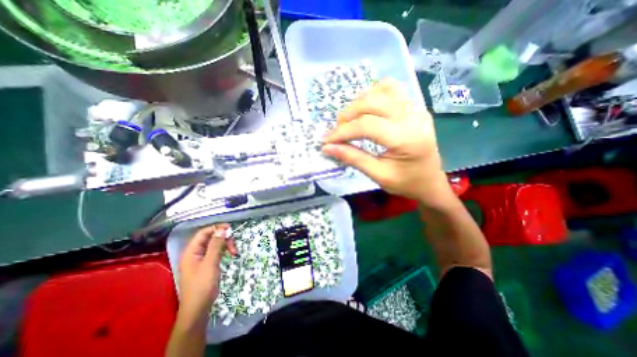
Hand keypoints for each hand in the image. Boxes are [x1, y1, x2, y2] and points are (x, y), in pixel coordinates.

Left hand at [178, 224, 236, 324]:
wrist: (198, 309)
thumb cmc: (202, 285)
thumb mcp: (210, 263)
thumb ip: (216, 245)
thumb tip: (222, 229)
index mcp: (191, 252)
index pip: (203, 233)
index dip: (216, 228)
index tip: (230, 228)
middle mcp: (195, 253)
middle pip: (210, 238)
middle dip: (223, 239)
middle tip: (234, 245)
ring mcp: (200, 259)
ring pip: (215, 245)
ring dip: (226, 245)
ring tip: (234, 252)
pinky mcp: (206, 264)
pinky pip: (216, 252)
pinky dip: (224, 251)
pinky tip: (230, 255)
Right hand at [324, 79, 451, 204]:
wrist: (430, 182)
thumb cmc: (406, 183)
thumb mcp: (378, 175)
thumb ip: (353, 158)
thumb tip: (328, 147)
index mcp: (405, 138)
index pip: (366, 125)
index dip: (342, 132)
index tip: (327, 141)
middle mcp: (412, 117)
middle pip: (371, 102)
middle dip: (348, 115)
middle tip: (337, 130)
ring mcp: (416, 108)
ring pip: (381, 90)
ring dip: (359, 103)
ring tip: (351, 120)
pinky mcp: (415, 107)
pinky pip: (392, 90)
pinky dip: (374, 95)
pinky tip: (368, 110)